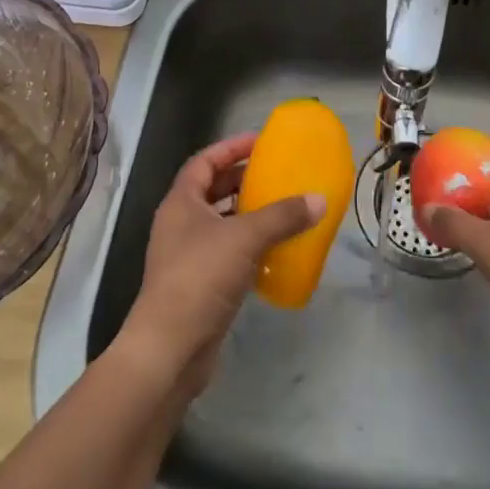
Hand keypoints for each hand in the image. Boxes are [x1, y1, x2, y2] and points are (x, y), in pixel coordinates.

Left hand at [118, 133, 321, 394]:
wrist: (171, 347)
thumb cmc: (200, 277)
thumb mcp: (245, 238)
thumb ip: (282, 216)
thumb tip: (318, 199)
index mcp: (181, 202)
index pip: (204, 161)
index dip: (231, 147)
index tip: (260, 141)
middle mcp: (180, 224)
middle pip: (212, 189)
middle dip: (242, 179)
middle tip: (275, 173)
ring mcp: (187, 256)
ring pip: (221, 223)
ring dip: (248, 214)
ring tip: (282, 208)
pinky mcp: (199, 285)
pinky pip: (228, 253)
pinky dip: (250, 246)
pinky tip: (275, 250)